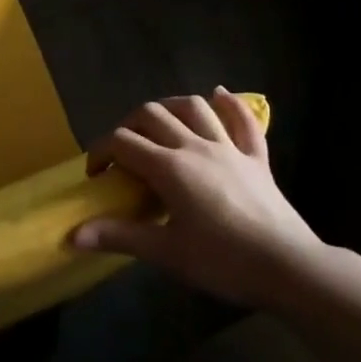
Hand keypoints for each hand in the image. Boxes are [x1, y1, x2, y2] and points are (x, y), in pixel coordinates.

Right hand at [71, 88, 321, 310]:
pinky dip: (229, 105)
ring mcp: (229, 148)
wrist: (288, 267)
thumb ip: (119, 236)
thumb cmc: (222, 261)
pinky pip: (244, 121)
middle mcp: (195, 146)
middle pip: (152, 115)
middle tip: (123, 152)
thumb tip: (72, 235)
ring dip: (170, 106)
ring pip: (194, 108)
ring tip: (159, 122)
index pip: (122, 142)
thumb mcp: (165, 252)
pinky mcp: (257, 158)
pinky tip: (219, 95)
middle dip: (129, 125)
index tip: (95, 174)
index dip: (101, 152)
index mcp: (169, 167)